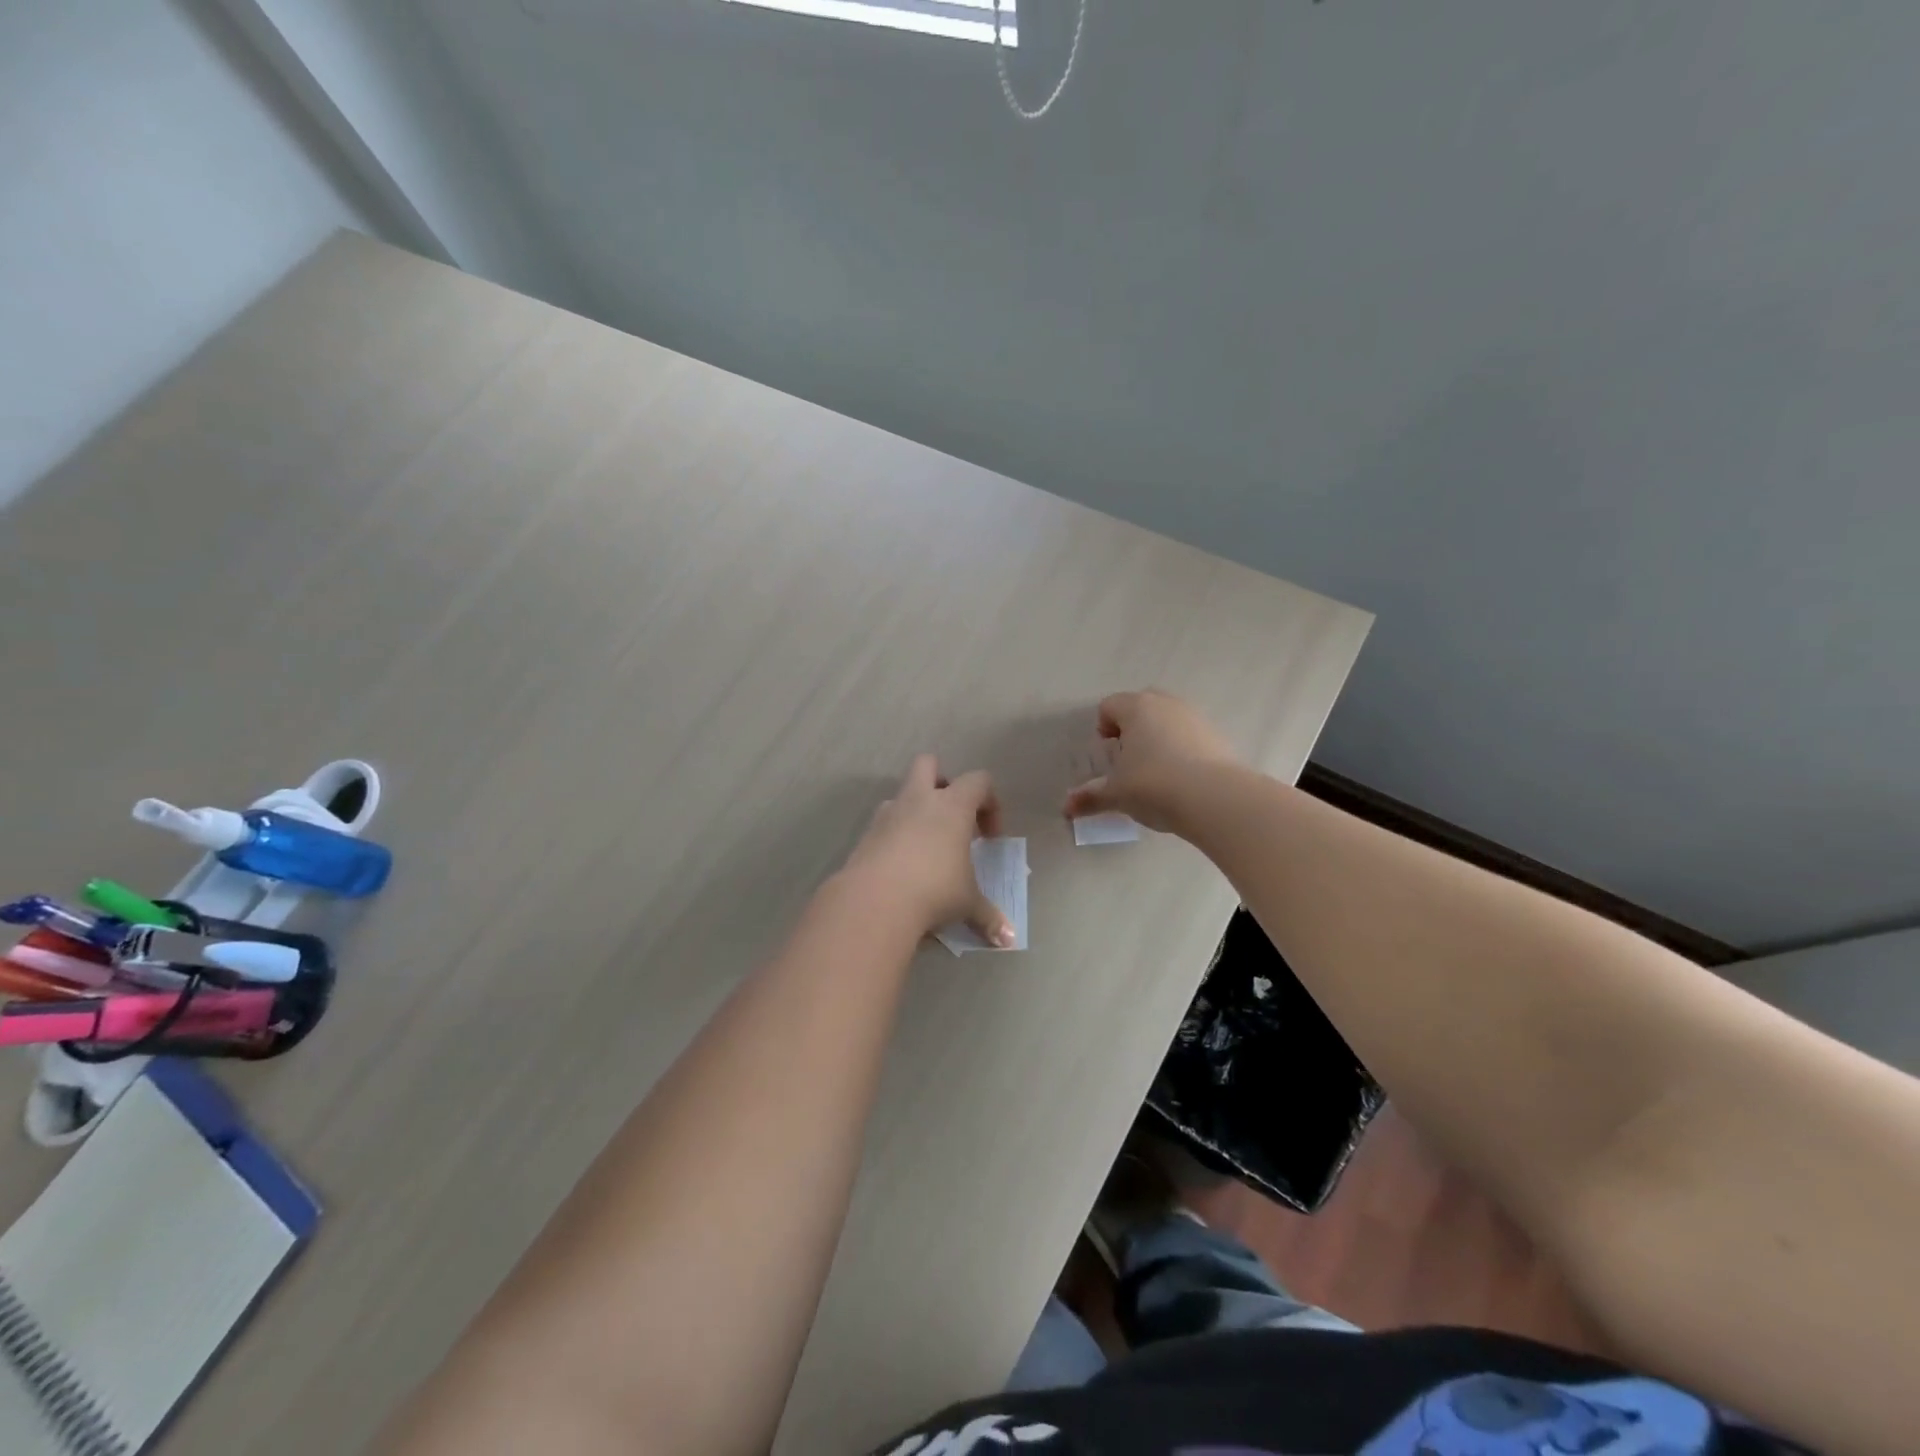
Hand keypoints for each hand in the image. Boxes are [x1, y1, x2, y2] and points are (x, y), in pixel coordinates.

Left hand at [841, 756, 1014, 946]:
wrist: (875, 900)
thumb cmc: (934, 890)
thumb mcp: (967, 903)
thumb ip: (988, 916)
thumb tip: (1008, 938)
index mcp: (952, 806)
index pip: (978, 781)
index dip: (990, 803)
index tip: (989, 838)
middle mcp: (919, 800)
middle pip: (928, 764)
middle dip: (942, 781)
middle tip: (952, 817)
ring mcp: (887, 814)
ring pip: (902, 794)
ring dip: (915, 811)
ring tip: (926, 847)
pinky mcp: (866, 834)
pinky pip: (884, 823)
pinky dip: (895, 836)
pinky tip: (902, 867)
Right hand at [1062, 689, 1241, 832]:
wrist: (1216, 799)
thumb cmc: (1154, 786)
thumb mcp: (1117, 794)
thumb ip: (1090, 797)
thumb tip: (1066, 807)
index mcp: (1136, 708)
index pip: (1109, 705)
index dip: (1103, 727)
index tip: (1107, 752)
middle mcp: (1167, 704)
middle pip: (1141, 705)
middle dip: (1132, 726)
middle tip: (1128, 758)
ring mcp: (1196, 718)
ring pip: (1169, 719)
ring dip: (1159, 737)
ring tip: (1156, 772)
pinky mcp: (1219, 737)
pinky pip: (1192, 736)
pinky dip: (1183, 750)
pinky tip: (1182, 779)